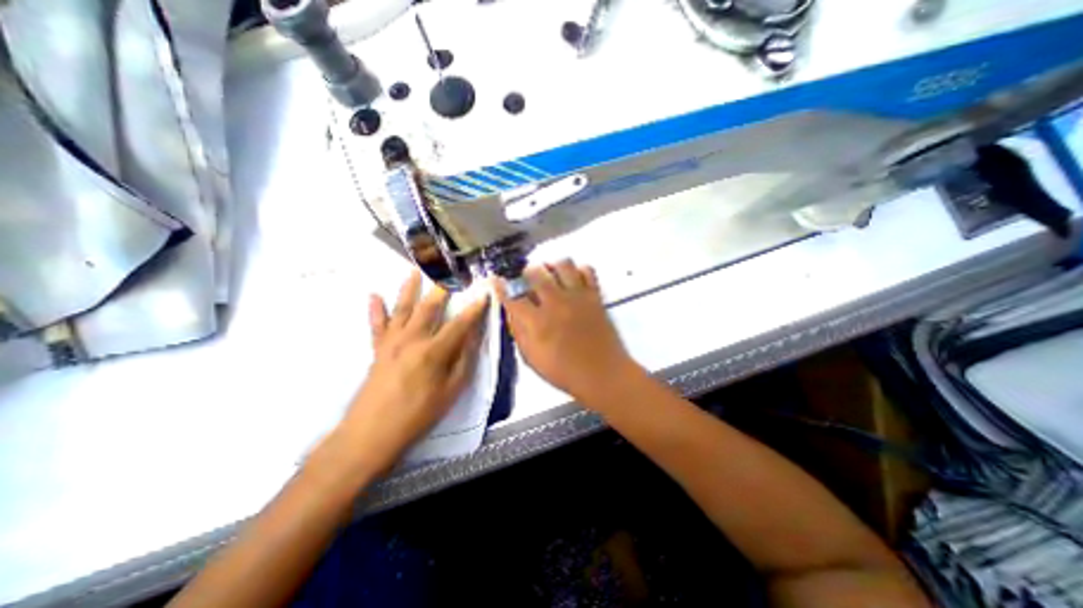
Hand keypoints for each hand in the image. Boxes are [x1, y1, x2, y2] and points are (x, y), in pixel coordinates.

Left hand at [333, 269, 493, 475]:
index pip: (460, 324)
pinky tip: (374, 295)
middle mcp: (412, 339)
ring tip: (414, 270)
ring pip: (402, 308)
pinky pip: (376, 325)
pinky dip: (375, 309)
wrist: (371, 433)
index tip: (484, 295)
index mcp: (433, 351)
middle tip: (449, 271)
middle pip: (429, 308)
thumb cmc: (417, 414)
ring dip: (409, 288)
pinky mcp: (377, 349)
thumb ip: (463, 360)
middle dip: (442, 288)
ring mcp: (391, 342)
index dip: (474, 309)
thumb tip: (472, 336)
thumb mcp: (451, 391)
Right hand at [493, 260, 635, 405]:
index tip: (496, 280)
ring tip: (551, 275)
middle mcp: (556, 303)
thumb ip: (519, 333)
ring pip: (562, 264)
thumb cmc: (565, 372)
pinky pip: (587, 270)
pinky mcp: (595, 296)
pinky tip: (573, 279)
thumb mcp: (532, 359)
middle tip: (527, 279)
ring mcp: (578, 297)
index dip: (500, 287)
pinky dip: (578, 270)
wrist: (604, 374)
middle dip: (526, 272)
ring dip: (552, 266)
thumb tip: (511, 312)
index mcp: (538, 322)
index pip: (512, 296)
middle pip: (536, 272)